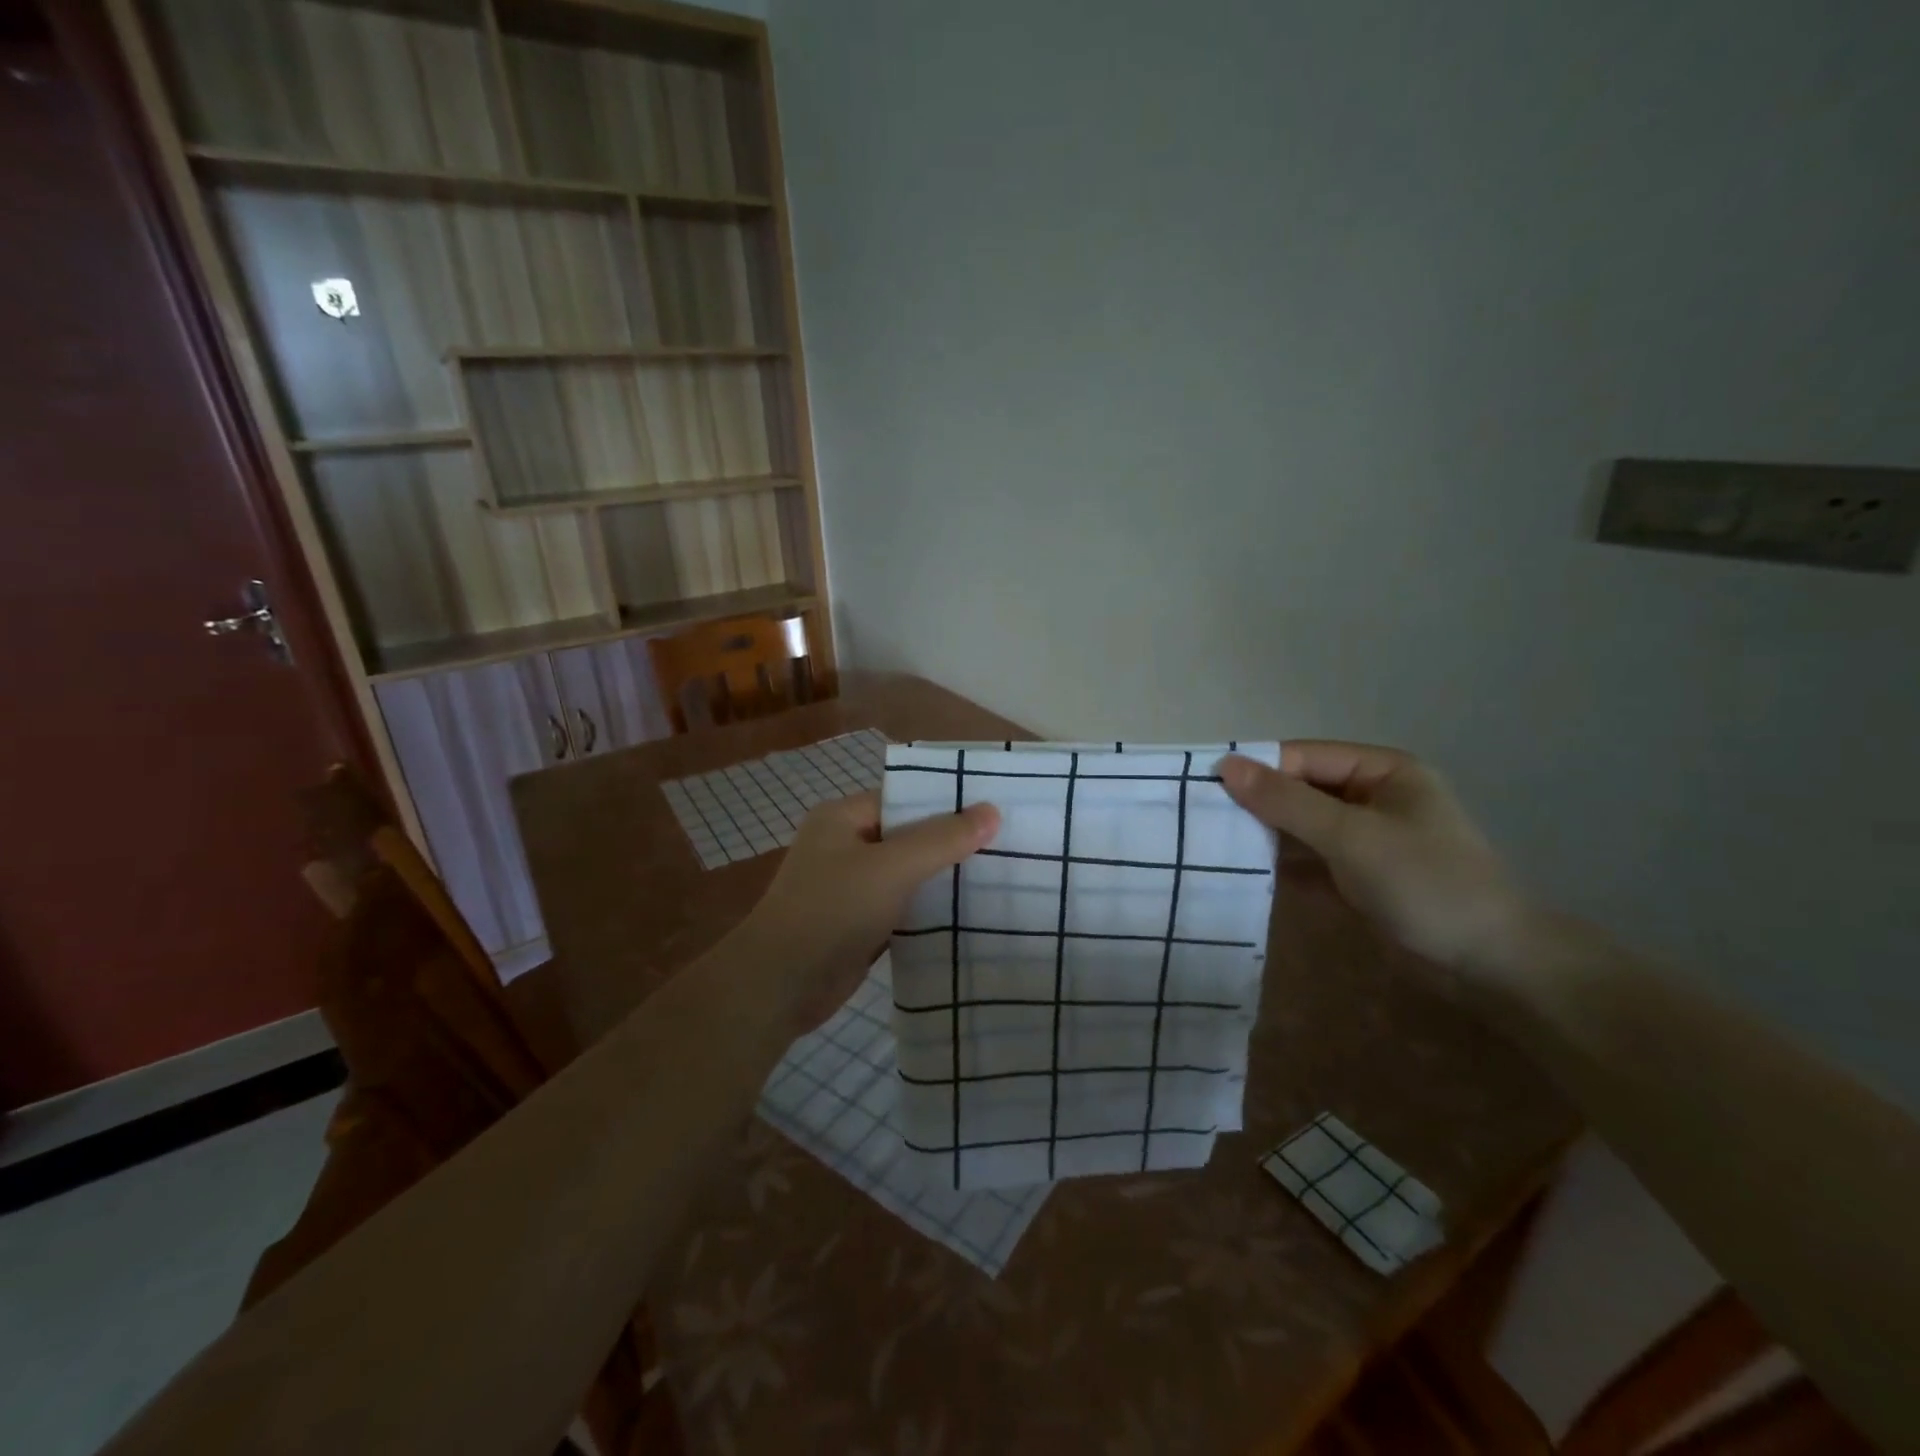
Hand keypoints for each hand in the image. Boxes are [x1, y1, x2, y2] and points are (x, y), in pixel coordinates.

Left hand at [732, 789, 1000, 1032]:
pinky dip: (928, 910)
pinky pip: (901, 907)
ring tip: (999, 875)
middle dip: (950, 842)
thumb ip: (942, 839)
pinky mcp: (857, 924)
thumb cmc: (833, 910)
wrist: (780, 985)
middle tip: (1006, 843)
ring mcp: (849, 887)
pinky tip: (968, 913)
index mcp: (842, 818)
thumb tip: (992, 811)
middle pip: (908, 836)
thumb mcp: (892, 867)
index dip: (946, 803)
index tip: (994, 810)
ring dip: (942, 878)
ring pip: (906, 874)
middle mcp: (844, 846)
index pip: (903, 799)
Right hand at [1219, 741, 1531, 972]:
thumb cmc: (1426, 883)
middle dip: (1256, 804)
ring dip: (1262, 835)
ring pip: (1299, 826)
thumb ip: (1286, 801)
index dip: (1256, 769)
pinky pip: (1307, 858)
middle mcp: (1370, 796)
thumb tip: (1224, 765)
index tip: (1205, 790)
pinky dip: (1278, 864)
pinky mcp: (1356, 875)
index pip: (1303, 757)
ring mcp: (1363, 838)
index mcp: (1381, 770)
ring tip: (1209, 845)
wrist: (1491, 965)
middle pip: (1299, 789)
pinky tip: (1239, 872)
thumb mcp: (1351, 836)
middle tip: (1201, 820)